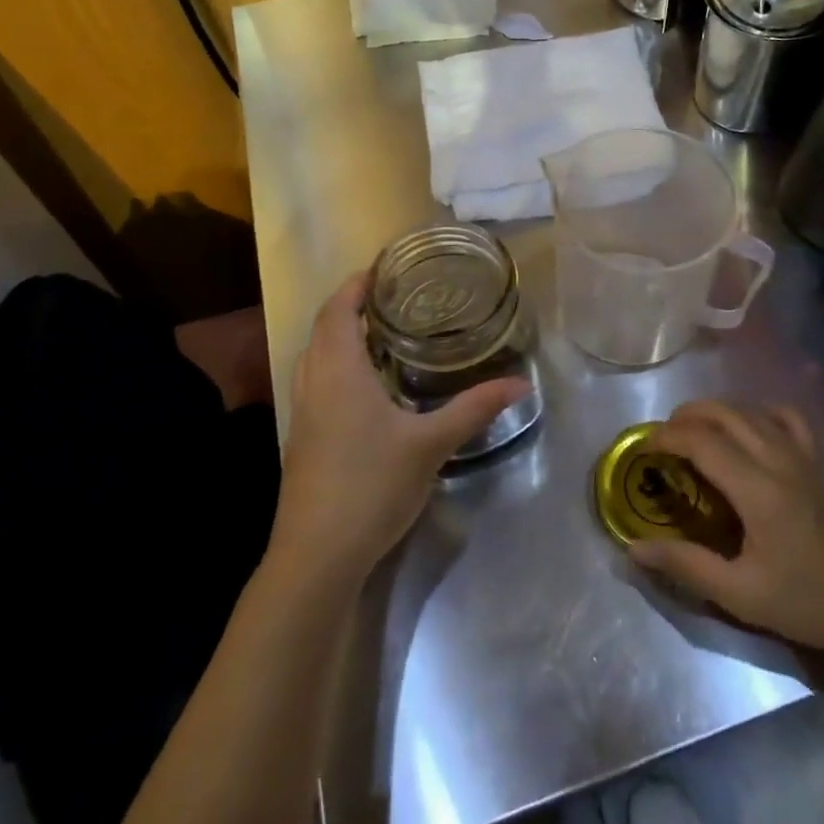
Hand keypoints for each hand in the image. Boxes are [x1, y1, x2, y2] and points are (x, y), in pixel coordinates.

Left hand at [271, 272, 530, 588]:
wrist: (316, 556)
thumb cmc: (371, 485)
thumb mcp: (431, 444)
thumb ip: (474, 408)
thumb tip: (521, 384)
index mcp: (339, 371)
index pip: (337, 309)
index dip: (355, 284)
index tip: (383, 268)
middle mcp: (313, 382)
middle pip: (323, 328)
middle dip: (351, 306)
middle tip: (393, 299)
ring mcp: (302, 413)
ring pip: (315, 356)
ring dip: (341, 336)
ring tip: (383, 334)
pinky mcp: (303, 439)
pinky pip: (316, 382)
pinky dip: (337, 365)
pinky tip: (368, 387)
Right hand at [628, 401, 823, 663]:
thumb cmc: (809, 603)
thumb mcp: (741, 595)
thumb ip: (686, 565)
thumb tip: (634, 548)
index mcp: (758, 489)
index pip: (702, 441)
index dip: (667, 437)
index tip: (643, 449)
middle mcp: (779, 460)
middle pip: (724, 413)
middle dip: (685, 416)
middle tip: (662, 438)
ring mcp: (802, 457)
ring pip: (752, 411)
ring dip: (716, 411)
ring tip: (693, 431)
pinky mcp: (818, 462)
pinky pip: (787, 418)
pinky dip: (760, 412)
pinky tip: (749, 428)